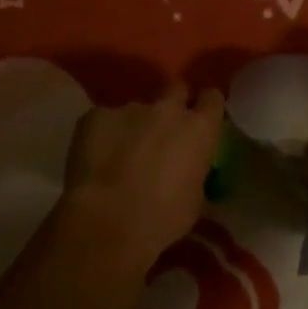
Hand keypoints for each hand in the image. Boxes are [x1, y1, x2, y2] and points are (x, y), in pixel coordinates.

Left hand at [60, 80, 225, 269]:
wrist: (107, 221)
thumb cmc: (163, 218)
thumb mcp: (195, 198)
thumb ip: (193, 170)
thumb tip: (186, 168)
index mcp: (199, 129)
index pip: (213, 98)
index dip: (206, 106)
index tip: (201, 118)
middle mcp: (168, 109)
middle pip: (177, 88)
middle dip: (174, 101)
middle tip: (165, 127)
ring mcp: (129, 108)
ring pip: (137, 108)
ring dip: (135, 125)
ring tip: (122, 153)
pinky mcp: (95, 115)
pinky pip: (104, 120)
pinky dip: (104, 134)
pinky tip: (96, 158)